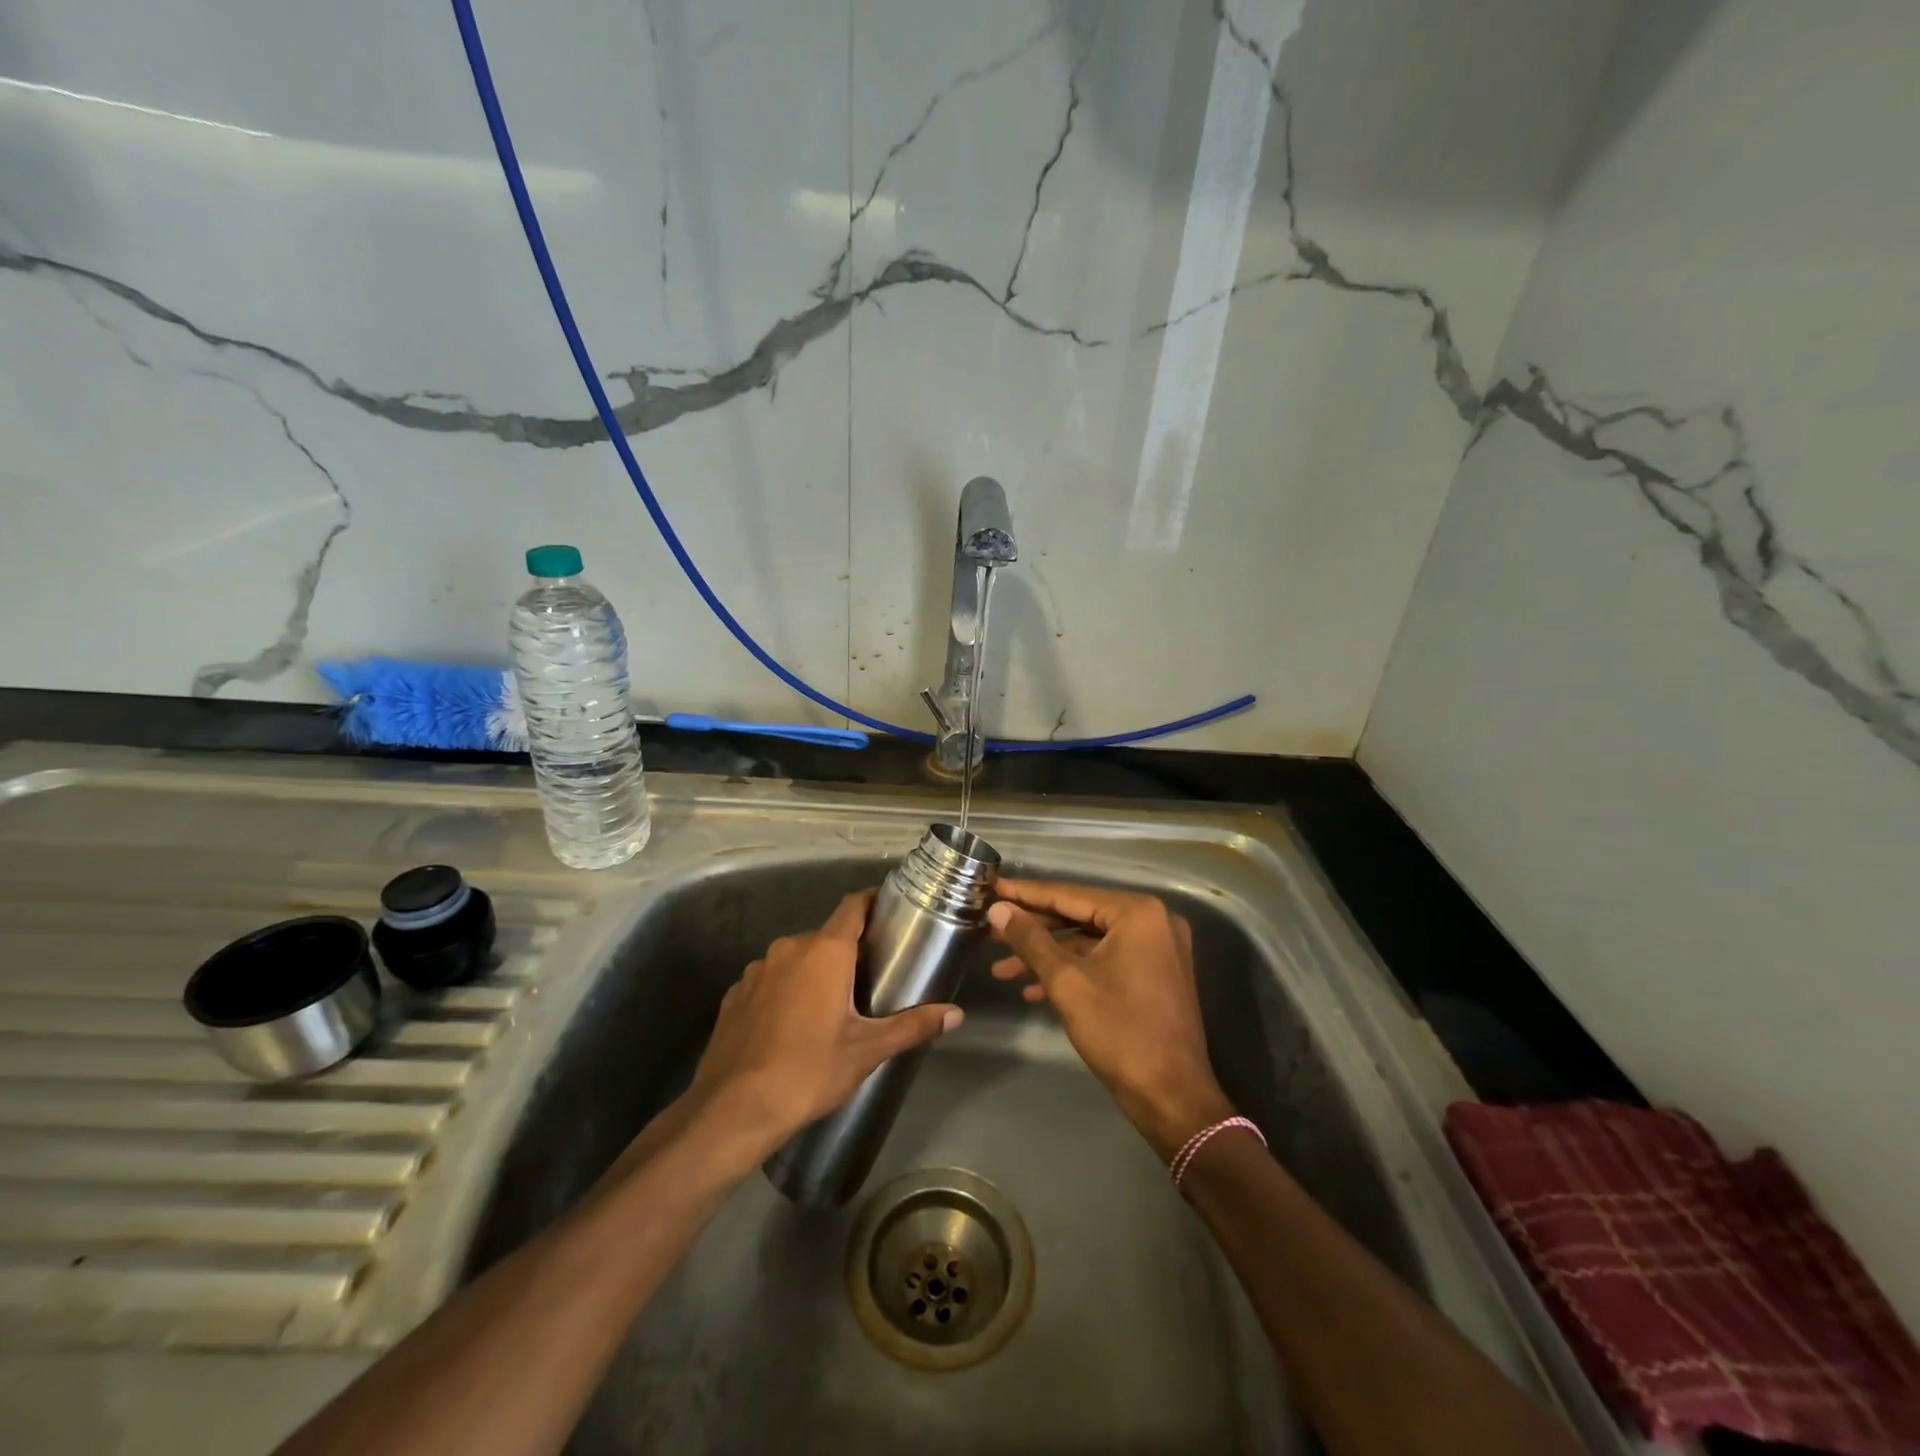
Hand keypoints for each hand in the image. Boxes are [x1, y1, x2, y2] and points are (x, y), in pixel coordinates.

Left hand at [687, 890, 963, 1161]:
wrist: (734, 1109)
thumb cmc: (809, 1070)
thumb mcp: (867, 1050)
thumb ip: (912, 1026)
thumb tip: (956, 1016)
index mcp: (825, 951)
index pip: (853, 906)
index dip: (872, 902)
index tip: (889, 910)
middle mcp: (789, 948)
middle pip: (826, 936)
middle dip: (847, 951)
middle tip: (869, 977)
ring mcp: (756, 970)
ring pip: (795, 959)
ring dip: (813, 972)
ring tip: (830, 1006)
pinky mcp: (734, 995)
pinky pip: (769, 981)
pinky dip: (784, 992)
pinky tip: (790, 1025)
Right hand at [988, 880, 1232, 1158]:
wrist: (1172, 1098)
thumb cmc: (1120, 1033)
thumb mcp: (1066, 982)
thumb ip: (1030, 940)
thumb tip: (998, 910)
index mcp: (1138, 913)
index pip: (1069, 895)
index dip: (1026, 894)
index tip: (992, 888)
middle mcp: (1153, 921)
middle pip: (1079, 916)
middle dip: (1033, 929)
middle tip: (990, 931)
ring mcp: (1157, 949)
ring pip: (1089, 941)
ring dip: (1047, 955)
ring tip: (1002, 969)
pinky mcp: (1154, 974)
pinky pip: (1105, 960)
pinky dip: (1072, 971)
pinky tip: (1033, 990)